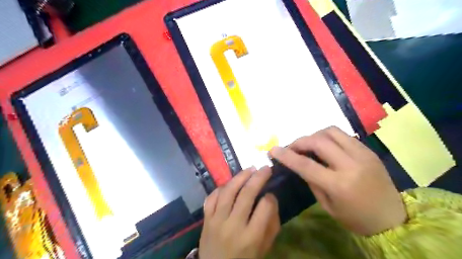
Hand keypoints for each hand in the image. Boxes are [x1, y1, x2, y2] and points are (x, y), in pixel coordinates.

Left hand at [198, 166, 277, 258]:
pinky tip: (230, 183)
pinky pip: (212, 197)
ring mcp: (216, 221)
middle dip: (258, 178)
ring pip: (228, 191)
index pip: (264, 208)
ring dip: (240, 176)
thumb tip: (271, 199)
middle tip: (265, 168)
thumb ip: (271, 225)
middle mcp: (233, 226)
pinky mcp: (206, 218)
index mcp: (251, 237)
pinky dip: (221, 187)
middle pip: (246, 194)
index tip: (271, 194)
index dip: (270, 197)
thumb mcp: (264, 247)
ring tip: (250, 169)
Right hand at [270, 126, 405, 235]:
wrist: (393, 219)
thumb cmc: (356, 218)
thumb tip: (300, 164)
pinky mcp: (369, 150)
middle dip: (300, 141)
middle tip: (291, 148)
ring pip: (331, 131)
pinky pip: (343, 135)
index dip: (286, 156)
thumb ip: (312, 181)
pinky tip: (324, 146)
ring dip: (314, 135)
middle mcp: (351, 165)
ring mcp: (363, 154)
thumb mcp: (327, 205)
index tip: (273, 150)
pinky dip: (328, 137)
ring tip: (308, 145)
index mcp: (339, 185)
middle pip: (318, 142)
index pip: (306, 165)